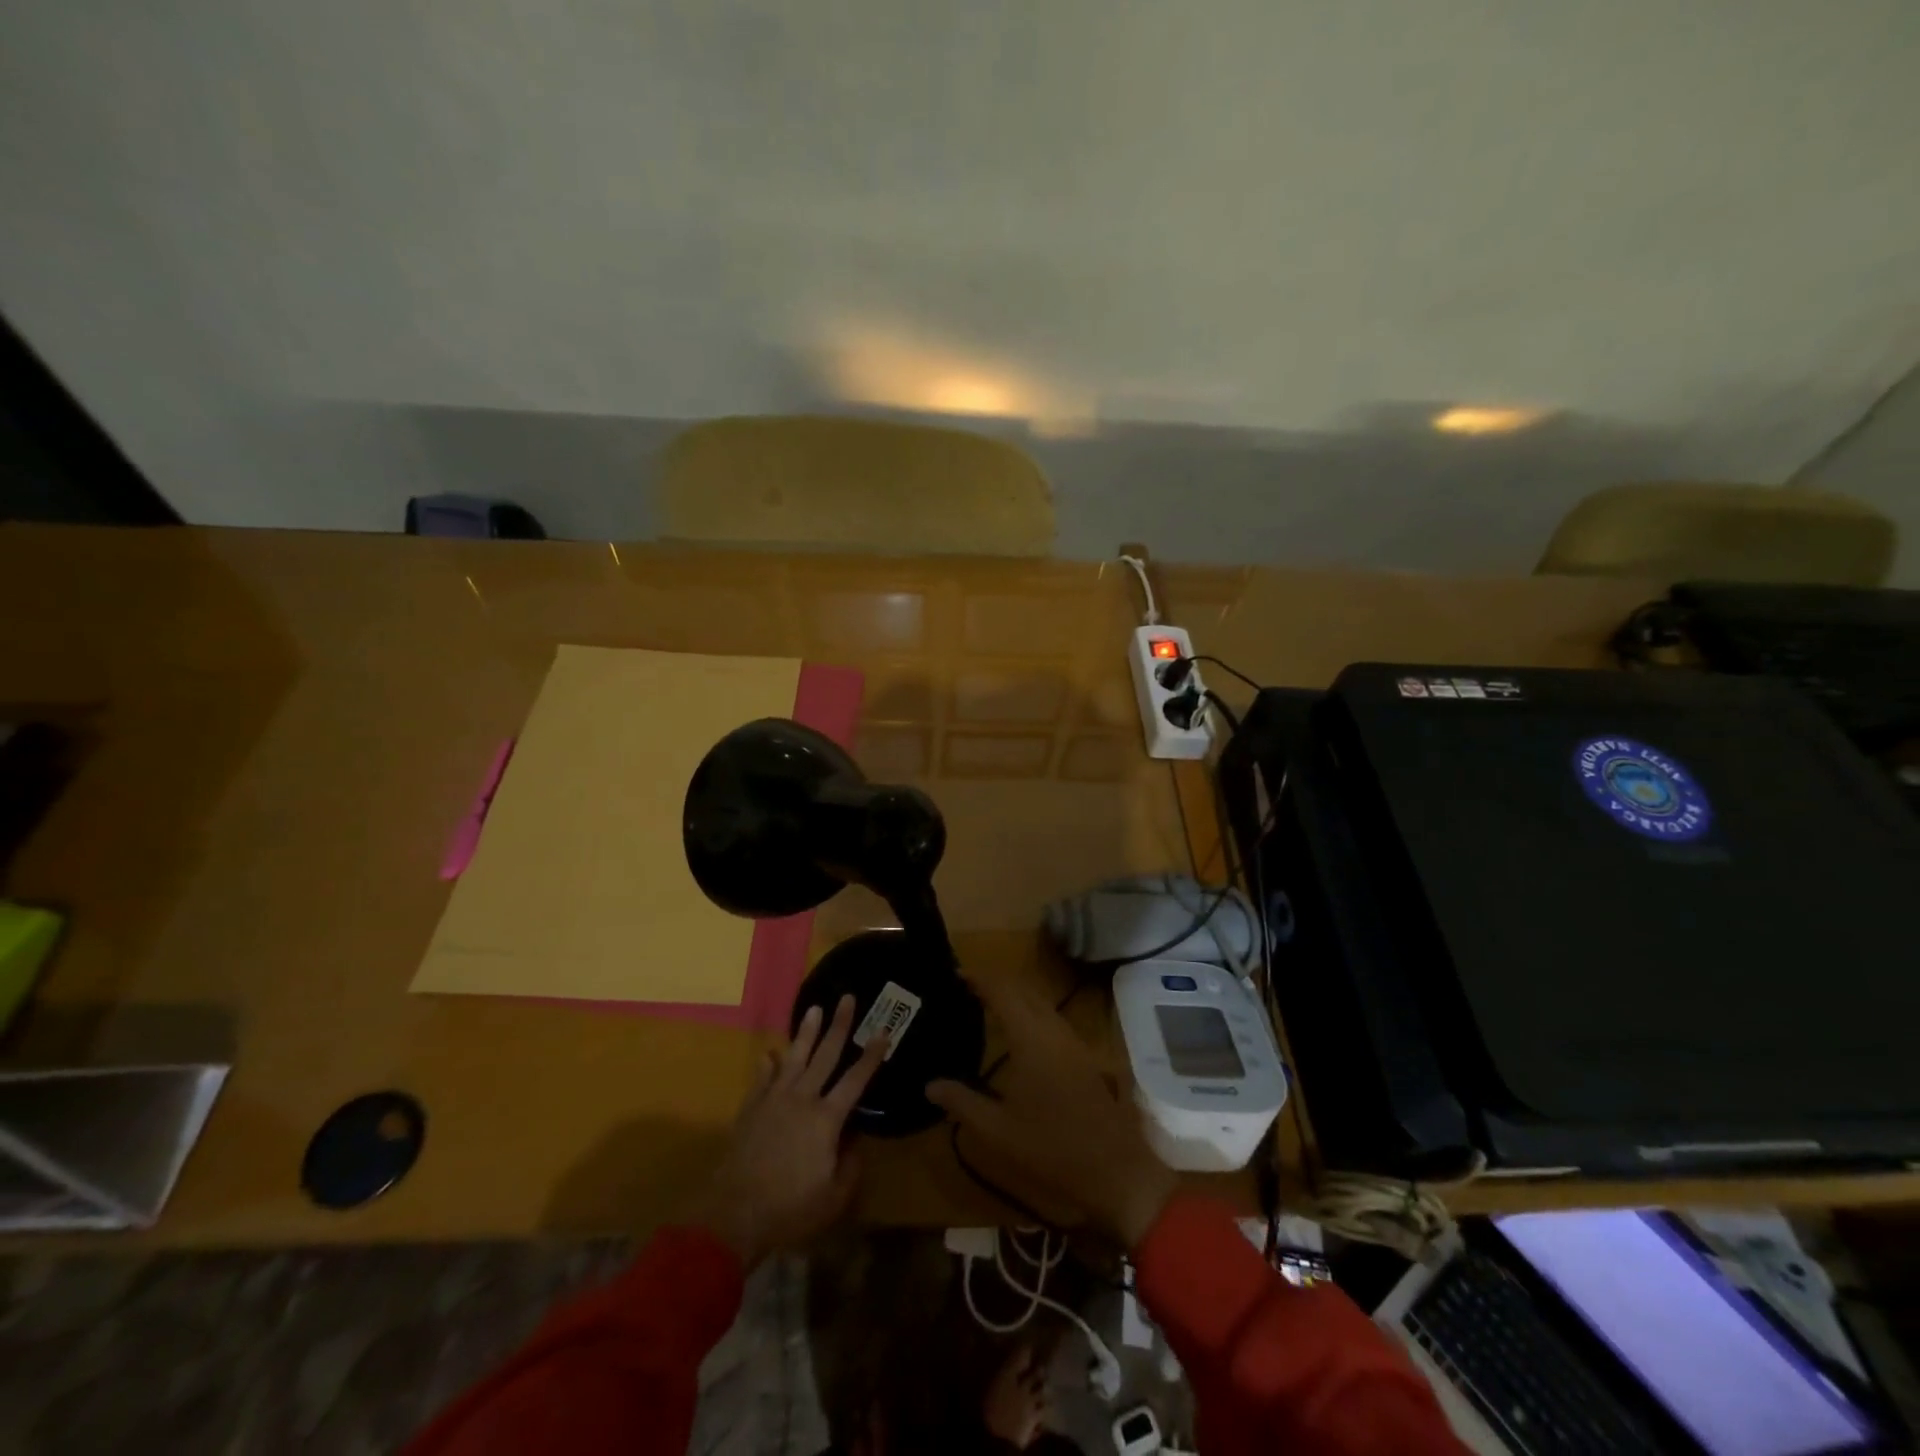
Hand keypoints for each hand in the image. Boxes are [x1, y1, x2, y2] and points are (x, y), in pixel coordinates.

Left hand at [691, 995, 885, 1266]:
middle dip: (839, 1026)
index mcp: (826, 1119)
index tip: (883, 1030)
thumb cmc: (790, 1208)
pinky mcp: (751, 1108)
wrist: (734, 1213)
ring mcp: (774, 1100)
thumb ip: (850, 1167)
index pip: (856, 1079)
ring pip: (794, 1057)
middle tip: (848, 998)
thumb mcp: (833, 1198)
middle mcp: (802, 1099)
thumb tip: (856, 1144)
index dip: (872, 1055)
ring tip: (814, 1008)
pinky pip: (762, 1078)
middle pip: (825, 1055)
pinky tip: (770, 1053)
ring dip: (806, 1032)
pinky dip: (768, 1064)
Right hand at [927, 974, 1177, 1247]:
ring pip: (1041, 1002)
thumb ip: (962, 1102)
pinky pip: (1052, 1018)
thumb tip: (930, 1085)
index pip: (1002, 991)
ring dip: (1016, 996)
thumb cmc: (1052, 1147)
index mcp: (1031, 1037)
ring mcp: (1073, 1041)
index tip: (956, 974)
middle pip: (1024, 989)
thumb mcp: (998, 1130)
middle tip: (967, 987)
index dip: (979, 978)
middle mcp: (1053, 1029)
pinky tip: (1020, 1033)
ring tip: (988, 1005)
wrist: (1115, 1170)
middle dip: (997, 982)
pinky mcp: (1084, 1056)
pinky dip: (1031, 1011)